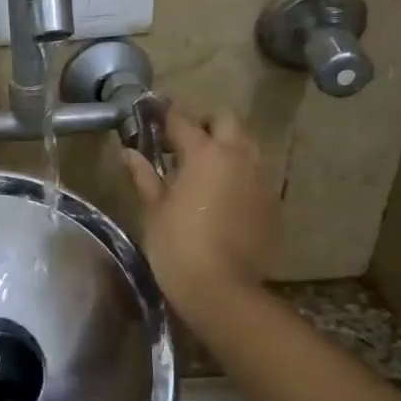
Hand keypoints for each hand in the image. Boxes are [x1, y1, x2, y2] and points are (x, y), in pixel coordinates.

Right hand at [122, 104, 278, 307]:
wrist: (221, 288)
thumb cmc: (176, 244)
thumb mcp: (153, 208)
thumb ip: (144, 175)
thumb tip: (129, 152)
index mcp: (204, 153)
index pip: (182, 120)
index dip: (164, 114)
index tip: (152, 112)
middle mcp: (238, 156)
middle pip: (226, 121)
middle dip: (204, 123)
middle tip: (182, 142)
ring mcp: (260, 179)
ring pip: (246, 145)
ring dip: (225, 146)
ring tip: (203, 168)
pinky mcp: (271, 202)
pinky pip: (255, 174)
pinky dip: (237, 174)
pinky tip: (221, 196)